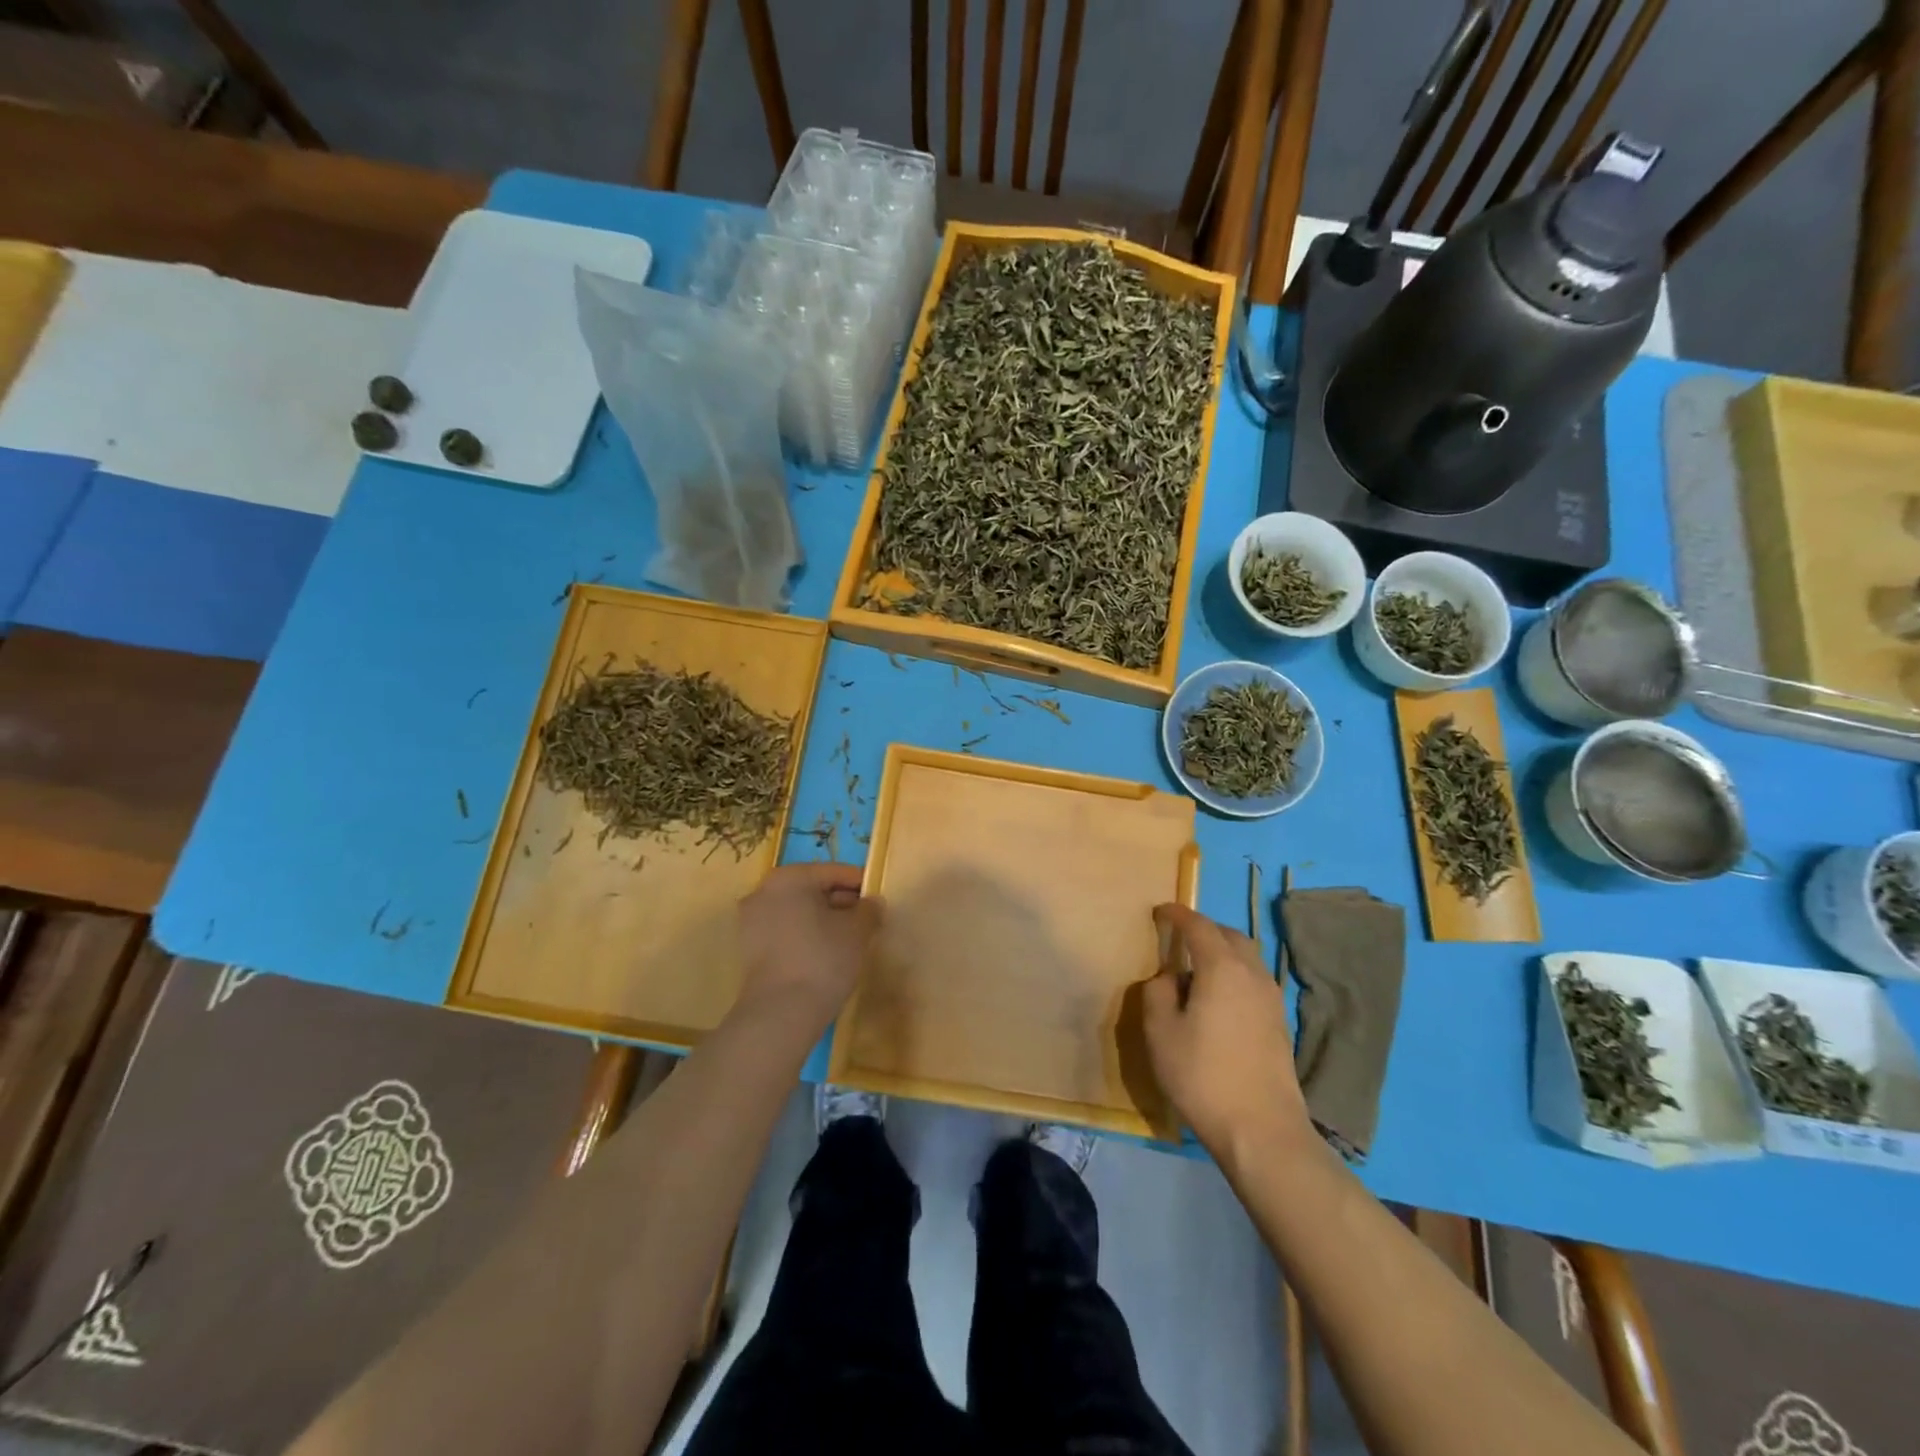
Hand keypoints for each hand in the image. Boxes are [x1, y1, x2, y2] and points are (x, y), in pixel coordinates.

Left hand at [737, 863, 878, 1027]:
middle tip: (867, 921)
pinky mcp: (749, 949)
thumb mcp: (858, 931)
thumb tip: (872, 903)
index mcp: (790, 877)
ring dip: (824, 920)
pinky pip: (785, 931)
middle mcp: (764, 891)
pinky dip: (806, 936)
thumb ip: (869, 910)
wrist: (781, 1013)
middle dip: (841, 903)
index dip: (861, 885)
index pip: (834, 872)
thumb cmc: (823, 959)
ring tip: (849, 940)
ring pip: (798, 911)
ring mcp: (751, 921)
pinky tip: (826, 954)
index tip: (879, 900)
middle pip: (813, 889)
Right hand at [1143, 903, 1312, 1162]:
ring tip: (1196, 970)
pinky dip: (1234, 975)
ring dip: (1222, 953)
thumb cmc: (1202, 1075)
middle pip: (1229, 935)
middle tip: (1178, 939)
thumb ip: (1157, 992)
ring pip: (1246, 958)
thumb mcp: (1160, 1032)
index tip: (1160, 911)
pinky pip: (1253, 980)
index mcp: (1221, 967)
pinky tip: (1218, 999)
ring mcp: (1271, 999)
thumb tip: (1168, 978)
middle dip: (1203, 930)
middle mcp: (1252, 974)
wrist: (1262, 1130)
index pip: (1198, 926)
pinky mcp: (1279, 1023)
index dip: (1177, 914)